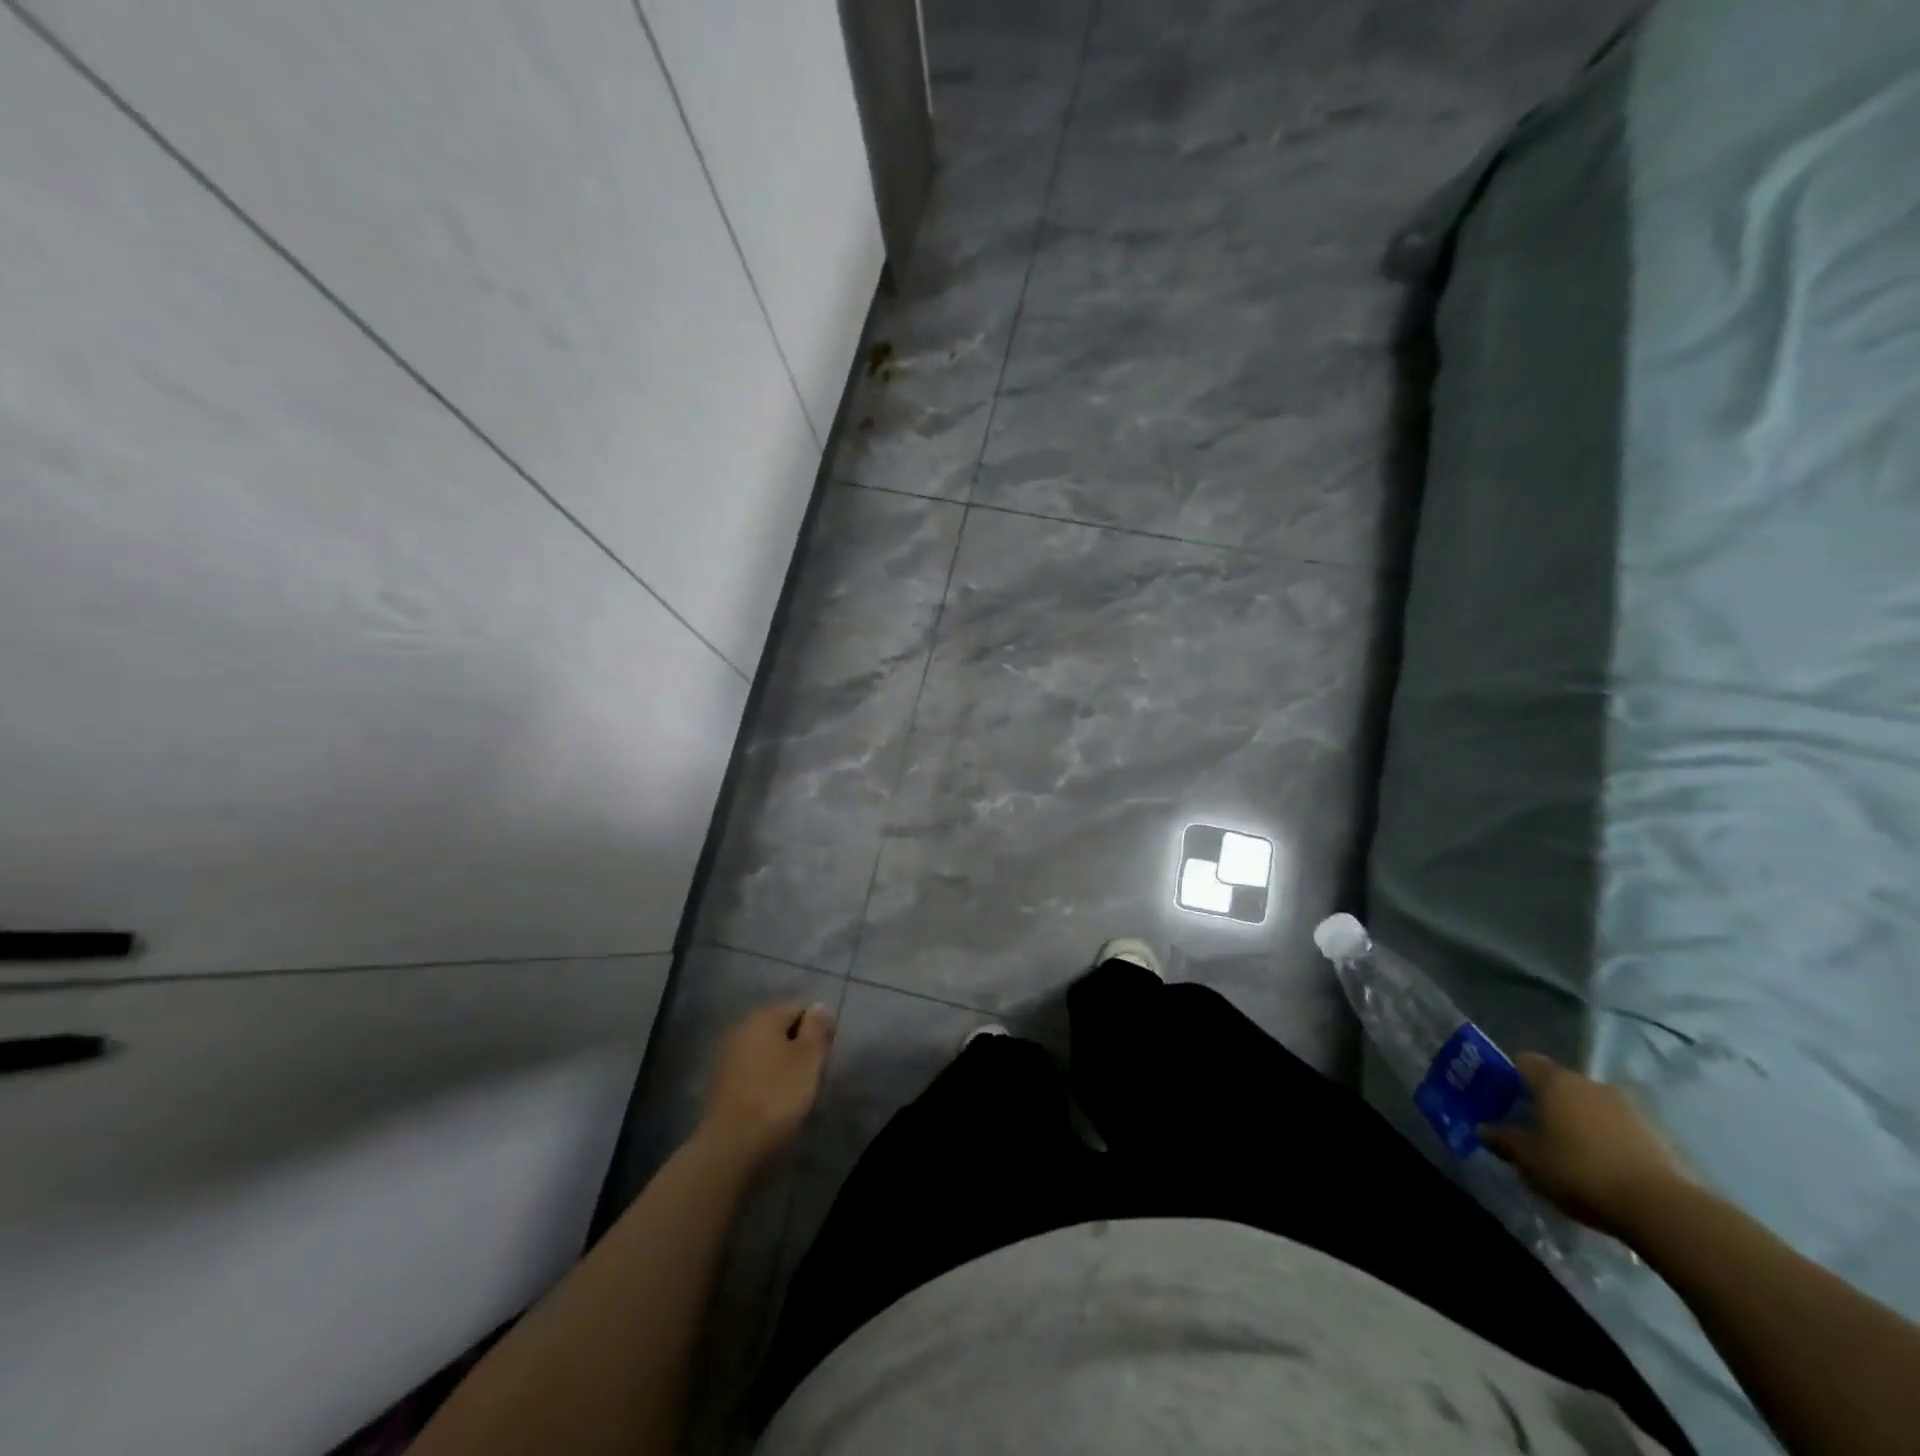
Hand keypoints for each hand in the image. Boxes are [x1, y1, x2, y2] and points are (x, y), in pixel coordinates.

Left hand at [698, 1001, 834, 1170]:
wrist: (731, 1146)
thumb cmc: (777, 1096)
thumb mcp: (809, 1058)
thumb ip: (817, 1027)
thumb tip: (819, 1006)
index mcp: (764, 1016)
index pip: (800, 1009)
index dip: (817, 1030)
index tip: (822, 1058)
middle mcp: (742, 1027)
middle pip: (781, 1028)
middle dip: (798, 1047)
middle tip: (810, 1075)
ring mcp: (727, 1055)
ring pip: (766, 1050)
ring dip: (781, 1064)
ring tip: (792, 1091)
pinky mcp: (720, 1081)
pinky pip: (752, 1070)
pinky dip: (765, 1079)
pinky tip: (771, 1101)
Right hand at [1481, 1053, 1698, 1240]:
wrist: (1664, 1209)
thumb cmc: (1580, 1171)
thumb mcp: (1528, 1160)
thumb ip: (1503, 1139)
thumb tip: (1484, 1129)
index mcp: (1555, 1081)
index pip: (1522, 1061)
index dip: (1508, 1077)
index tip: (1501, 1101)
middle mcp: (1590, 1083)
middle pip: (1558, 1083)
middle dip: (1543, 1102)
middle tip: (1532, 1130)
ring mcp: (1628, 1108)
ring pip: (1589, 1106)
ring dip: (1577, 1122)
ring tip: (1569, 1153)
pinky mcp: (1657, 1135)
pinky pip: (1617, 1128)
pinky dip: (1605, 1140)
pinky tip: (1601, 1168)